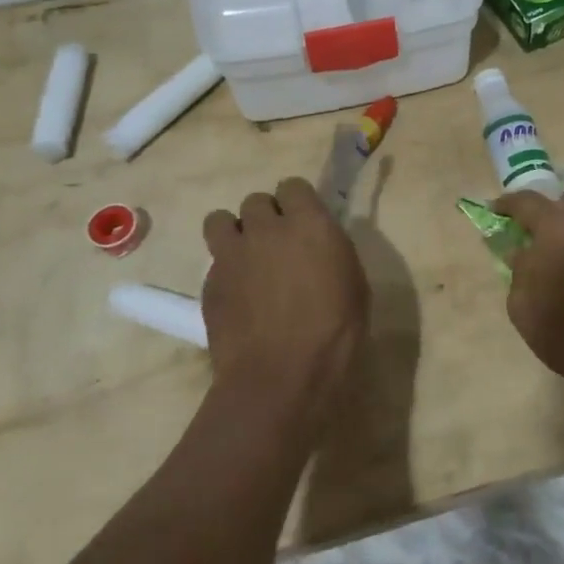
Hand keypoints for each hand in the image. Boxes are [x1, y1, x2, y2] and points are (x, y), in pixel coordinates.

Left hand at [201, 177, 368, 427]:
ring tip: (246, 259)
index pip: (293, 185)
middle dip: (265, 217)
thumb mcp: (354, 284)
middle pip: (256, 200)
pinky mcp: (209, 283)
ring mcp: (232, 254)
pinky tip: (238, 297)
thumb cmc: (335, 333)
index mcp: (309, 224)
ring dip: (234, 232)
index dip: (296, 202)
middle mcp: (266, 228)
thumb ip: (332, 251)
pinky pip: (213, 261)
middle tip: (277, 245)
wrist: (281, 377)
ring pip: (220, 220)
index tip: (303, 222)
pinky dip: (225, 271)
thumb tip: (319, 244)